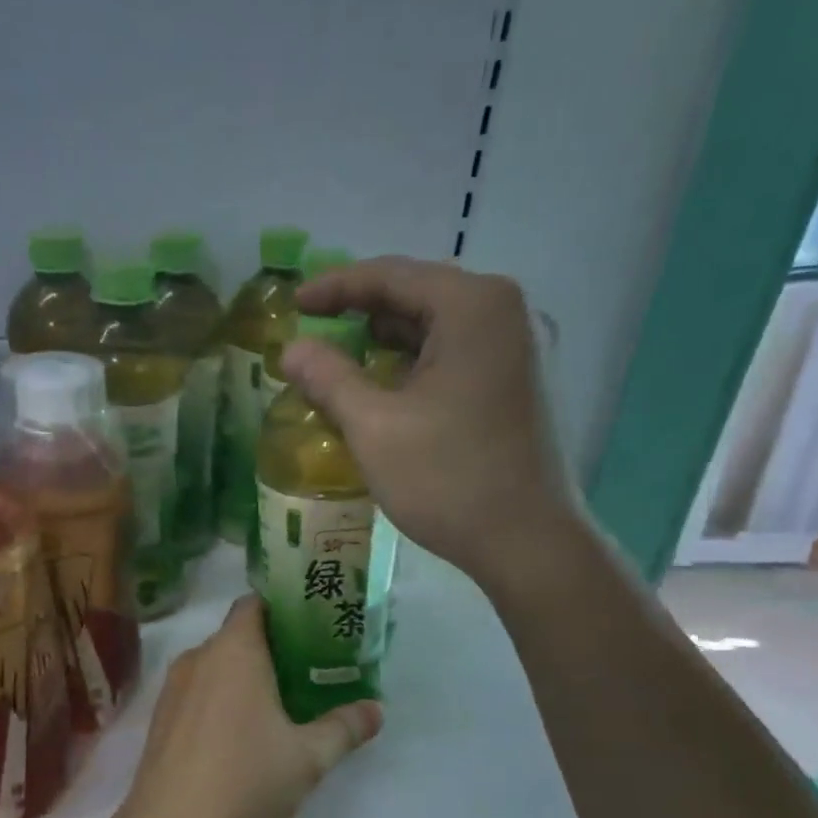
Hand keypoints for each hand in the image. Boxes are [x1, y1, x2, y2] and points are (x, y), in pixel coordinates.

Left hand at [110, 596, 380, 817]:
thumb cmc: (245, 779)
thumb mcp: (308, 757)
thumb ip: (344, 728)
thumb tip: (376, 709)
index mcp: (234, 650)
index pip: (255, 603)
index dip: (284, 609)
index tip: (313, 627)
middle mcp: (199, 657)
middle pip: (237, 634)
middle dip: (272, 647)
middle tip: (309, 670)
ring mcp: (173, 688)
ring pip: (215, 665)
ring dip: (244, 676)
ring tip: (279, 703)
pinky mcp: (160, 718)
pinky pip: (197, 691)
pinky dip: (220, 698)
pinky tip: (240, 734)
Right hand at [288, 256, 584, 589]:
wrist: (527, 542)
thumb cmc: (448, 478)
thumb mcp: (374, 426)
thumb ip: (328, 378)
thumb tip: (290, 350)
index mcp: (473, 306)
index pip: (390, 275)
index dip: (334, 287)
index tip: (293, 305)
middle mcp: (505, 312)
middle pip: (417, 294)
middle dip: (360, 312)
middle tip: (312, 332)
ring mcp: (519, 348)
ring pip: (436, 327)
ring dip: (386, 341)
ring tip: (339, 360)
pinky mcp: (519, 382)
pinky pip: (455, 354)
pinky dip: (414, 363)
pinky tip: (384, 388)